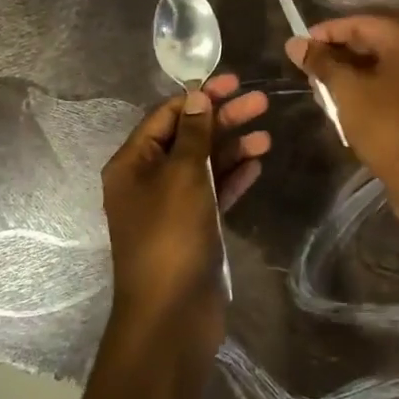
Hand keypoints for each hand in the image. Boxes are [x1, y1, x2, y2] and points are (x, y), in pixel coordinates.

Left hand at [101, 74, 269, 344]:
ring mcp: (171, 207)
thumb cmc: (171, 237)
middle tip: (260, 102)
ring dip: (232, 148)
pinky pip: (213, 192)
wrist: (171, 318)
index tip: (232, 81)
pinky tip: (257, 164)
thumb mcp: (183, 176)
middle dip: (222, 119)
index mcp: (132, 164)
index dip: (199, 96)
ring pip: (204, 165)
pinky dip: (233, 177)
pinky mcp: (192, 229)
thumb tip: (197, 96)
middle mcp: (148, 181)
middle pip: (188, 137)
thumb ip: (193, 133)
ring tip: (266, 135)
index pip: (166, 116)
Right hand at [286, 17, 398, 261]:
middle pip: (376, 40)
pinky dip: (375, 84)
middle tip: (309, 67)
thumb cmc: (386, 126)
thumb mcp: (346, 91)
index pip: (361, 23)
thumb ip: (321, 62)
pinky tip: (349, 98)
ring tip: (323, 85)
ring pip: (387, 62)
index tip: (300, 45)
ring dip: (355, 71)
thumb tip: (294, 43)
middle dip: (340, 53)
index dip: (326, 33)